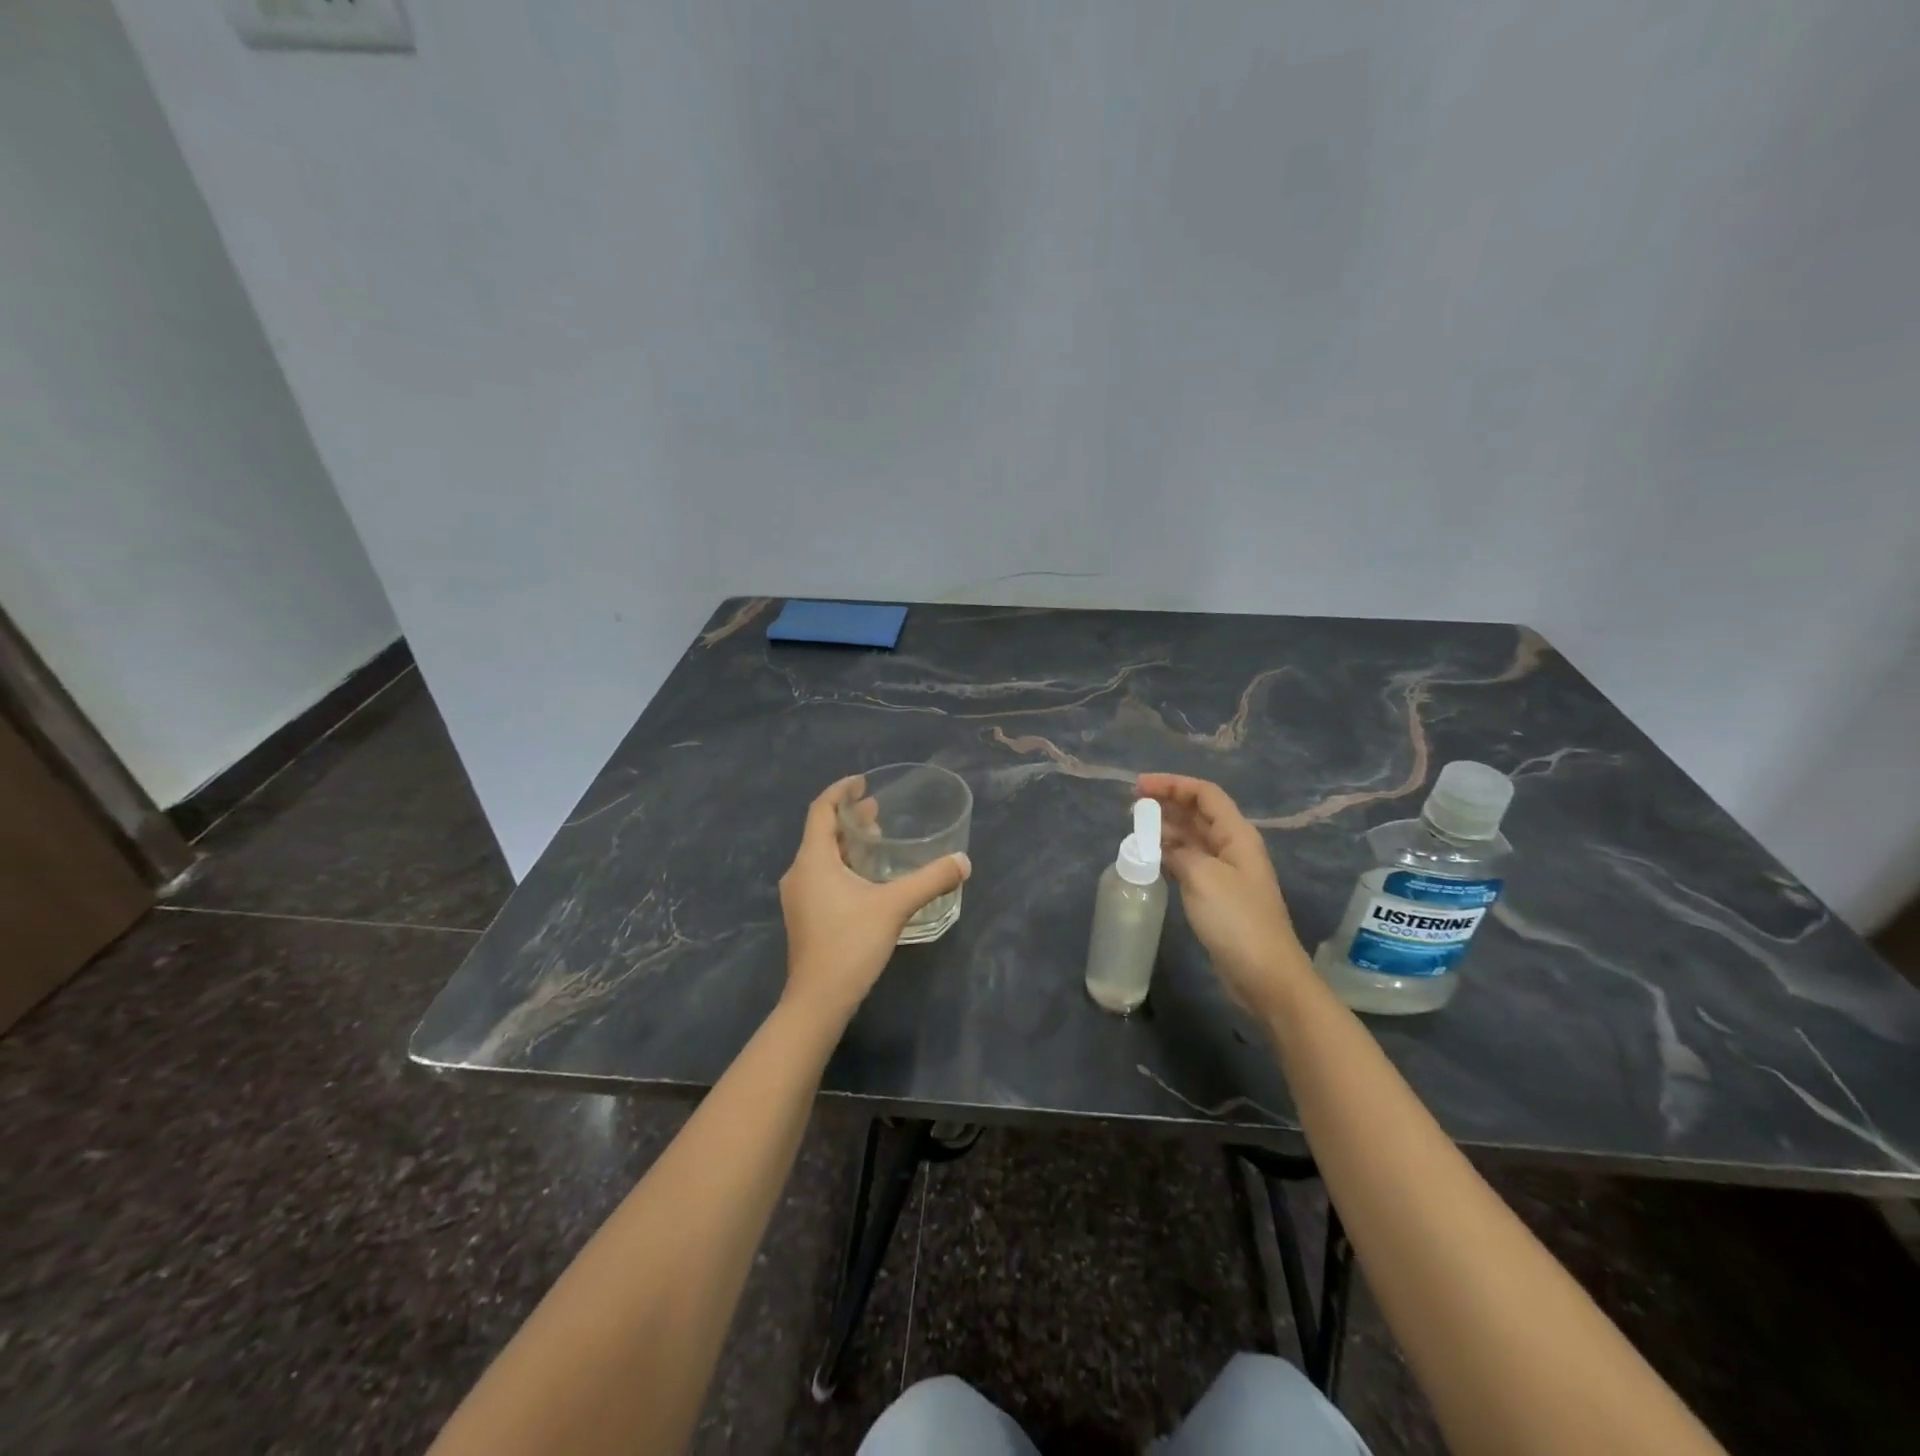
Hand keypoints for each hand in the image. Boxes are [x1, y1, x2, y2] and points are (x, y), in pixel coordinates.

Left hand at [778, 775, 970, 1023]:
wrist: (818, 1001)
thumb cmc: (850, 945)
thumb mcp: (895, 907)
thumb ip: (930, 880)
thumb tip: (963, 861)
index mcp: (813, 860)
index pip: (821, 810)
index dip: (841, 791)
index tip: (863, 782)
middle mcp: (800, 873)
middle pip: (822, 832)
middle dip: (850, 818)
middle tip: (879, 810)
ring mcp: (799, 897)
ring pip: (822, 856)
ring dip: (848, 843)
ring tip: (877, 838)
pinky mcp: (806, 916)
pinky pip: (823, 876)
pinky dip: (844, 865)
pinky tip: (868, 878)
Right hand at [1137, 773, 1306, 1009]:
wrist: (1265, 974)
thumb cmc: (1236, 919)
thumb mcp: (1203, 877)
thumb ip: (1180, 852)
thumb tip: (1164, 846)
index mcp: (1237, 835)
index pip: (1204, 794)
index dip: (1172, 784)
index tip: (1139, 787)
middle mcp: (1233, 847)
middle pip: (1198, 813)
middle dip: (1166, 804)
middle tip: (1130, 808)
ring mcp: (1226, 872)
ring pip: (1192, 838)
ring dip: (1165, 829)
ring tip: (1134, 830)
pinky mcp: (1218, 896)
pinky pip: (1190, 862)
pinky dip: (1169, 855)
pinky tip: (1150, 859)